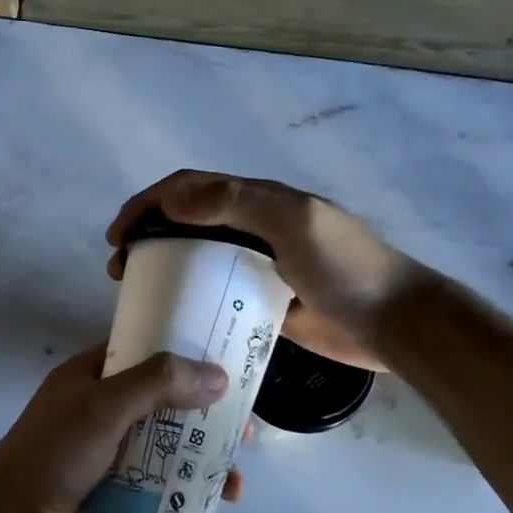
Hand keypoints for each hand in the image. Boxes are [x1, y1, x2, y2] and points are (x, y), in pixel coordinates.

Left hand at [0, 346, 241, 512]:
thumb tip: (218, 376)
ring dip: (210, 470)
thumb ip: (158, 383)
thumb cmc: (54, 455)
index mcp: (94, 381)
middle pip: (171, 408)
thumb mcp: (103, 406)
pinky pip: (169, 503)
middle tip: (247, 432)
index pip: (146, 354)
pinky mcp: (127, 505)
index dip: (186, 354)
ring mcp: (119, 463)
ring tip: (237, 487)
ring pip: (176, 457)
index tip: (230, 359)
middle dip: (211, 420)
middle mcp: (109, 417)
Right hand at [107, 171, 427, 371]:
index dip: (147, 204)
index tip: (117, 236)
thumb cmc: (345, 268)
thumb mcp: (293, 222)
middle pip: (186, 223)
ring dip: (163, 268)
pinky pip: (217, 296)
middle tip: (120, 270)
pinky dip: (190, 300)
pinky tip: (172, 320)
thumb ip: (236, 202)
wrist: (394, 323)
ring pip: (198, 260)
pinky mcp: (264, 304)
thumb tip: (171, 199)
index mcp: (259, 201)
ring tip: (138, 294)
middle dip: (146, 236)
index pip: (190, 189)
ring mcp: (259, 267)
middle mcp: (254, 229)